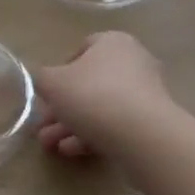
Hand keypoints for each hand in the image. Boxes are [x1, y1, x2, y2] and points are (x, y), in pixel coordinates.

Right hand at [34, 31, 172, 160]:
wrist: (142, 137)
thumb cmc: (93, 96)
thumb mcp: (52, 83)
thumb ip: (43, 78)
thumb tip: (46, 83)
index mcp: (113, 43)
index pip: (82, 49)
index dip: (61, 70)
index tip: (49, 91)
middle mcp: (133, 63)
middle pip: (89, 84)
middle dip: (62, 108)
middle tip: (43, 126)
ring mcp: (146, 95)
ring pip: (101, 108)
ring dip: (72, 126)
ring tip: (51, 146)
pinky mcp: (151, 124)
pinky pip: (116, 126)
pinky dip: (93, 136)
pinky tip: (72, 151)